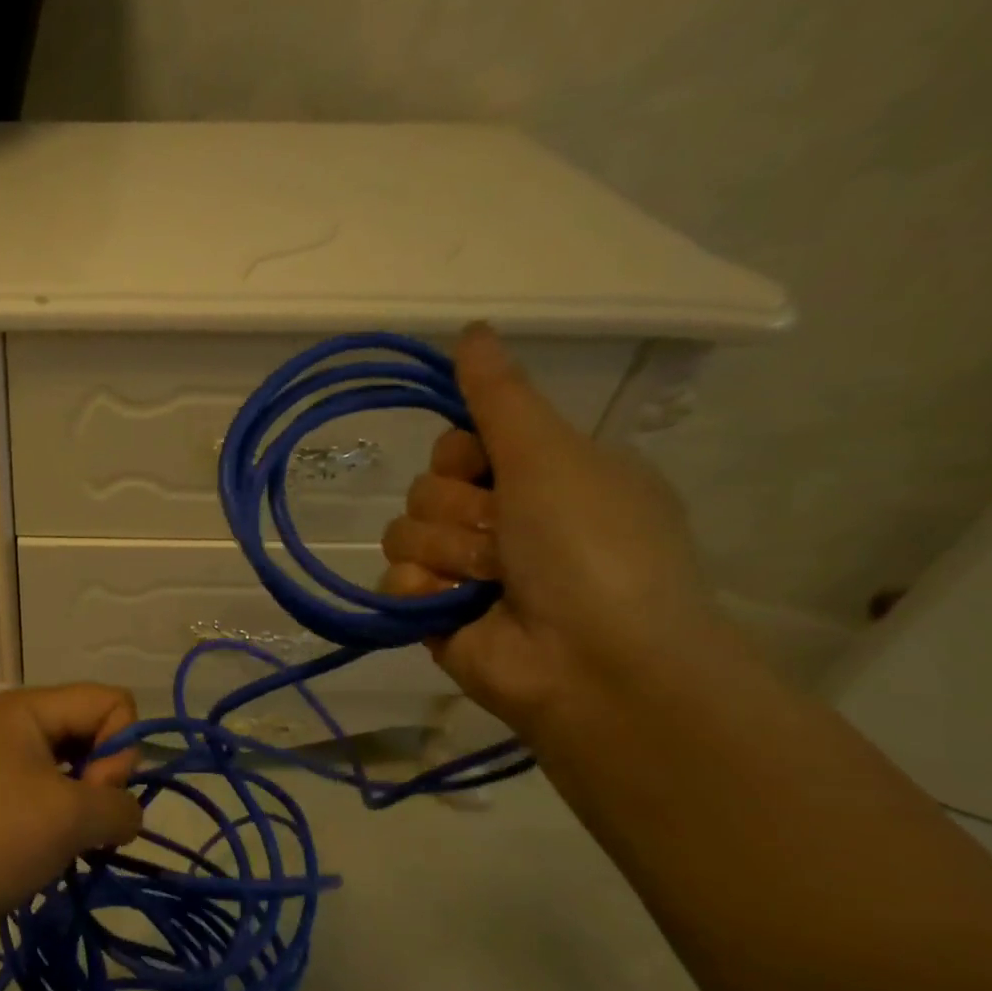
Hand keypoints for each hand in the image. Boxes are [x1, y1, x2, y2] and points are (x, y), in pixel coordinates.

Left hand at [0, 684, 141, 961]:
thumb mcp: (68, 818)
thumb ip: (119, 806)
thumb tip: (127, 814)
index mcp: (29, 709)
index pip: (112, 701)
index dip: (121, 749)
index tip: (96, 795)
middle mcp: (14, 725)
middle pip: (91, 732)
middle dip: (103, 781)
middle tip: (79, 825)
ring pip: (70, 770)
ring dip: (81, 810)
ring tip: (66, 847)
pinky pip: (43, 797)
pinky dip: (55, 825)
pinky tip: (45, 856)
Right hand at [381, 324, 728, 733]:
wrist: (595, 662)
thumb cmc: (590, 545)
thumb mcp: (552, 454)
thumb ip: (499, 396)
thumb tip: (470, 328)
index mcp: (542, 476)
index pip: (460, 442)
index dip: (462, 452)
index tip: (484, 465)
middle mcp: (504, 519)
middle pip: (428, 486)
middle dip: (459, 509)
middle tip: (504, 535)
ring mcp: (468, 570)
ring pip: (405, 531)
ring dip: (446, 551)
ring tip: (489, 580)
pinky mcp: (436, 613)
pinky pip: (395, 579)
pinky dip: (423, 590)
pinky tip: (456, 606)